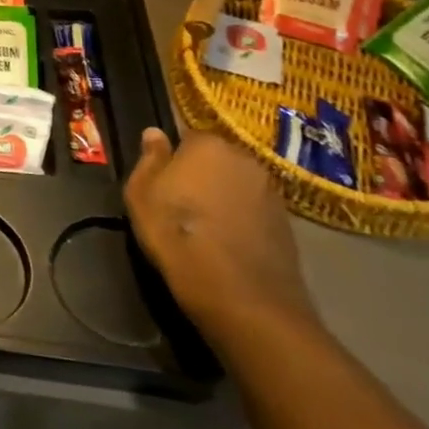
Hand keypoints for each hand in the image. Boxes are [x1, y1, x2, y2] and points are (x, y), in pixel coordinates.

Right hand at [124, 128, 319, 349]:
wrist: (240, 295)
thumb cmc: (176, 234)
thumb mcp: (141, 194)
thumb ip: (149, 159)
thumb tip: (154, 133)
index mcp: (208, 145)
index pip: (187, 138)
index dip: (173, 159)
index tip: (163, 181)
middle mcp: (245, 159)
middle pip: (216, 159)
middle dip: (201, 174)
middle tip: (180, 202)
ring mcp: (271, 191)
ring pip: (237, 184)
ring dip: (223, 196)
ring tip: (205, 226)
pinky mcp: (287, 223)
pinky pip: (254, 210)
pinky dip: (242, 219)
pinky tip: (227, 242)